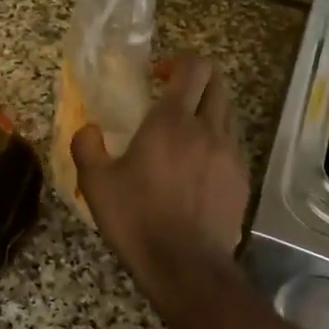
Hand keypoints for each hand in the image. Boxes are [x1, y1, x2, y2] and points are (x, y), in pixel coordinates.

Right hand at [71, 58, 249, 279]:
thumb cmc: (138, 219)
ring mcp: (231, 154)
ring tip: (186, 132)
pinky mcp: (242, 179)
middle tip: (173, 97)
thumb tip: (88, 129)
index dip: (179, 62)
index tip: (159, 77)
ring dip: (209, 110)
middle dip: (198, 81)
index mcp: (172, 121)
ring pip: (228, 113)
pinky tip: (199, 165)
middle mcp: (208, 129)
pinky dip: (218, 141)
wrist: (187, 266)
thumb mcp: (96, 184)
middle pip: (218, 83)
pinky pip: (233, 144)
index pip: (194, 68)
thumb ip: (87, 147)